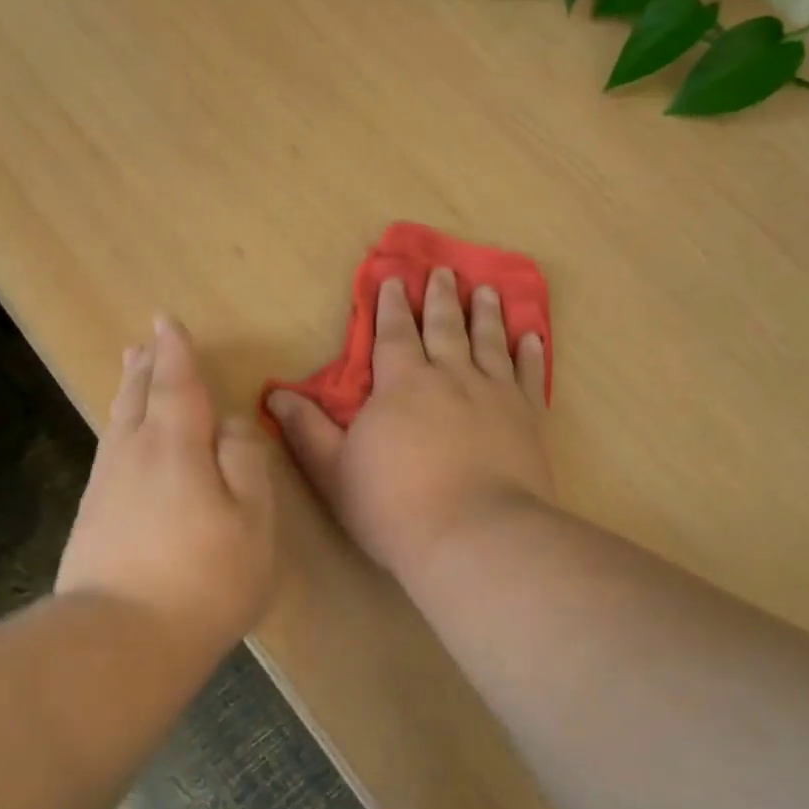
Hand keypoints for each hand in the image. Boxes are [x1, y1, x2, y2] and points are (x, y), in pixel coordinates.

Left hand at [57, 316, 275, 663]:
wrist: (121, 640)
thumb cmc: (205, 577)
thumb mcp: (252, 518)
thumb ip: (245, 461)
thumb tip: (232, 424)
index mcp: (175, 444)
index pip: (175, 382)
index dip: (174, 351)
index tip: (166, 321)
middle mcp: (132, 454)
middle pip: (137, 397)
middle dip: (144, 367)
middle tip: (143, 343)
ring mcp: (105, 487)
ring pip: (117, 424)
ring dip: (127, 393)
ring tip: (130, 373)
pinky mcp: (91, 519)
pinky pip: (109, 454)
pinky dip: (118, 431)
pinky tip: (121, 443)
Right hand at [267, 269, 553, 581]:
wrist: (473, 536)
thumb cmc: (393, 507)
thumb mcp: (333, 471)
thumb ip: (306, 430)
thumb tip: (275, 395)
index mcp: (402, 384)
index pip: (393, 334)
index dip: (391, 305)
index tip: (394, 278)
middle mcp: (450, 376)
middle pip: (444, 327)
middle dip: (440, 298)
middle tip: (443, 271)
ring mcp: (494, 394)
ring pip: (489, 341)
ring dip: (486, 314)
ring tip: (486, 290)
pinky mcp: (528, 418)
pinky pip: (529, 375)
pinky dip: (530, 353)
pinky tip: (532, 337)